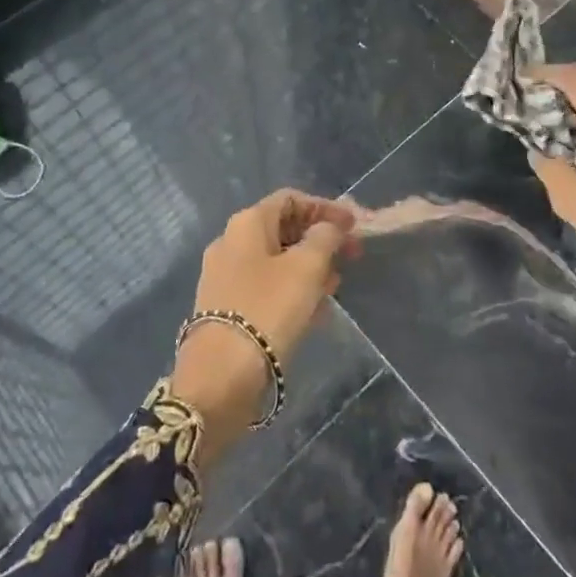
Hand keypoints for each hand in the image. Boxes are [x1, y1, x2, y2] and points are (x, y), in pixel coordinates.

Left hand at [171, 189, 357, 462]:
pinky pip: (267, 287)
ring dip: (309, 266)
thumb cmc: (268, 310)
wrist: (220, 377)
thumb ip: (324, 238)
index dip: (325, 208)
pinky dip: (292, 289)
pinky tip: (314, 310)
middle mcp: (231, 243)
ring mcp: (225, 277)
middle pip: (283, 228)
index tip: (354, 225)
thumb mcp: (306, 268)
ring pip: (276, 260)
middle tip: (351, 255)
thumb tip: (329, 226)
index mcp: (246, 224)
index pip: (290, 199)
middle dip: (320, 239)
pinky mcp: (227, 308)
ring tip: (336, 284)